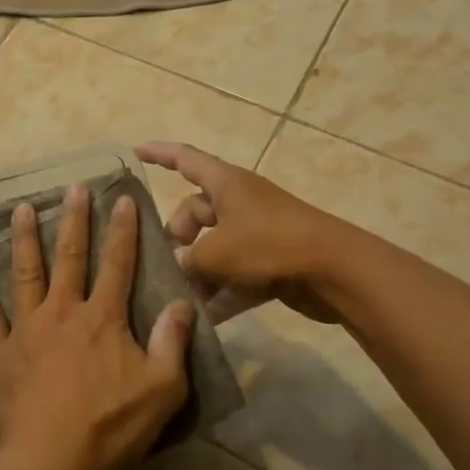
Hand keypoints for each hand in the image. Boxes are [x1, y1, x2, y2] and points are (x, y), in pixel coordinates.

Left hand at [0, 184, 193, 469]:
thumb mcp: (163, 389)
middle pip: (69, 257)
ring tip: (21, 209)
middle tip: (73, 187)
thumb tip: (183, 302)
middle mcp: (63, 312)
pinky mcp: (0, 352)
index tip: (122, 199)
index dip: (122, 231)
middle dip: (73, 220)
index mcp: (103, 318)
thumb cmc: (110, 427)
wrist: (51, 461)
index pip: (117, 264)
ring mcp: (27, 329)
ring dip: (24, 239)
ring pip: (25, 273)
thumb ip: (173, 342)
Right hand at [136, 142, 341, 323]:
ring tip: (180, 297)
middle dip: (177, 237)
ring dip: (198, 271)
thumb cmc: (269, 244)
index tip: (134, 151)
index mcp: (225, 183)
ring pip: (214, 247)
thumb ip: (187, 260)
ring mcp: (257, 232)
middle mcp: (239, 202)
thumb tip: (176, 267)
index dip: (159, 153)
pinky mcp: (271, 261)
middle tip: (166, 263)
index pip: (185, 159)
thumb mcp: (216, 252)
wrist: (335, 271)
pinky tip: (205, 318)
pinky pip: (236, 274)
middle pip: (195, 212)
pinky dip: (222, 292)